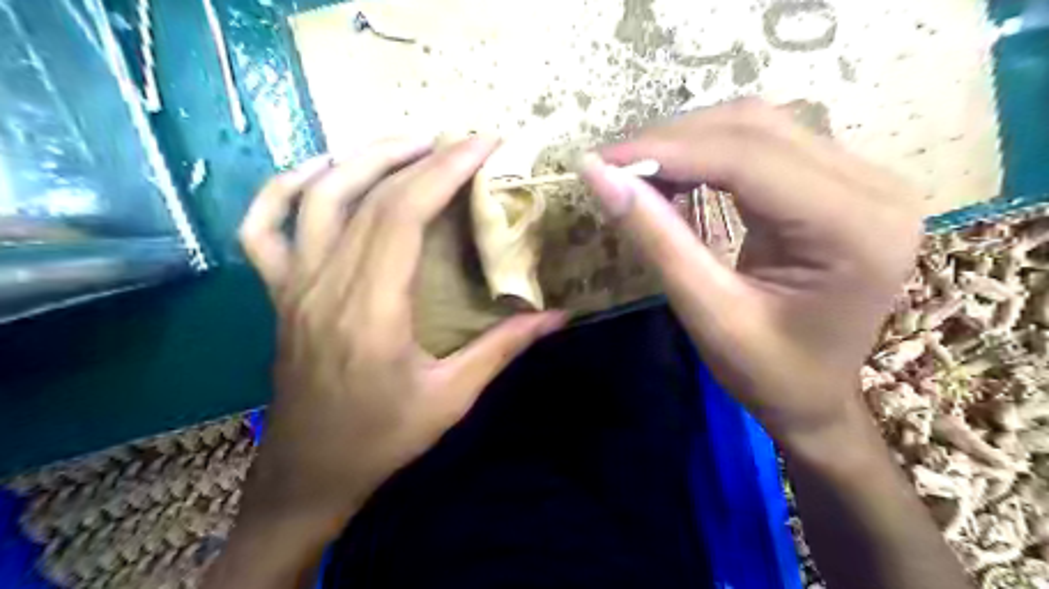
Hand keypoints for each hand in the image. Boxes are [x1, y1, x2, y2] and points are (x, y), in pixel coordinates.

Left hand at [237, 135, 565, 529]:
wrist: (310, 472)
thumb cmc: (382, 438)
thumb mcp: (452, 398)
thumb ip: (503, 349)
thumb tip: (558, 316)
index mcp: (371, 311)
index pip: (403, 214)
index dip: (444, 170)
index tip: (482, 145)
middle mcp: (326, 285)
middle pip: (369, 197)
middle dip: (421, 156)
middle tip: (462, 141)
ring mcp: (293, 285)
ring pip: (318, 197)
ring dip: (364, 158)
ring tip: (410, 144)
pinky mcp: (278, 292)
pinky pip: (263, 227)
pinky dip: (284, 188)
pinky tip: (322, 172)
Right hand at [577, 100, 920, 441]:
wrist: (818, 399)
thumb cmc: (768, 374)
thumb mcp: (708, 313)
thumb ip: (657, 239)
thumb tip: (598, 175)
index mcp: (852, 228)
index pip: (747, 158)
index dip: (666, 151)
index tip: (601, 159)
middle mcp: (873, 186)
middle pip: (756, 128)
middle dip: (674, 140)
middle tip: (613, 166)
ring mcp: (864, 179)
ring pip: (760, 126)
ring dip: (689, 141)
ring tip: (637, 169)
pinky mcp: (843, 183)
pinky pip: (768, 145)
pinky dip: (711, 152)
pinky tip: (676, 173)